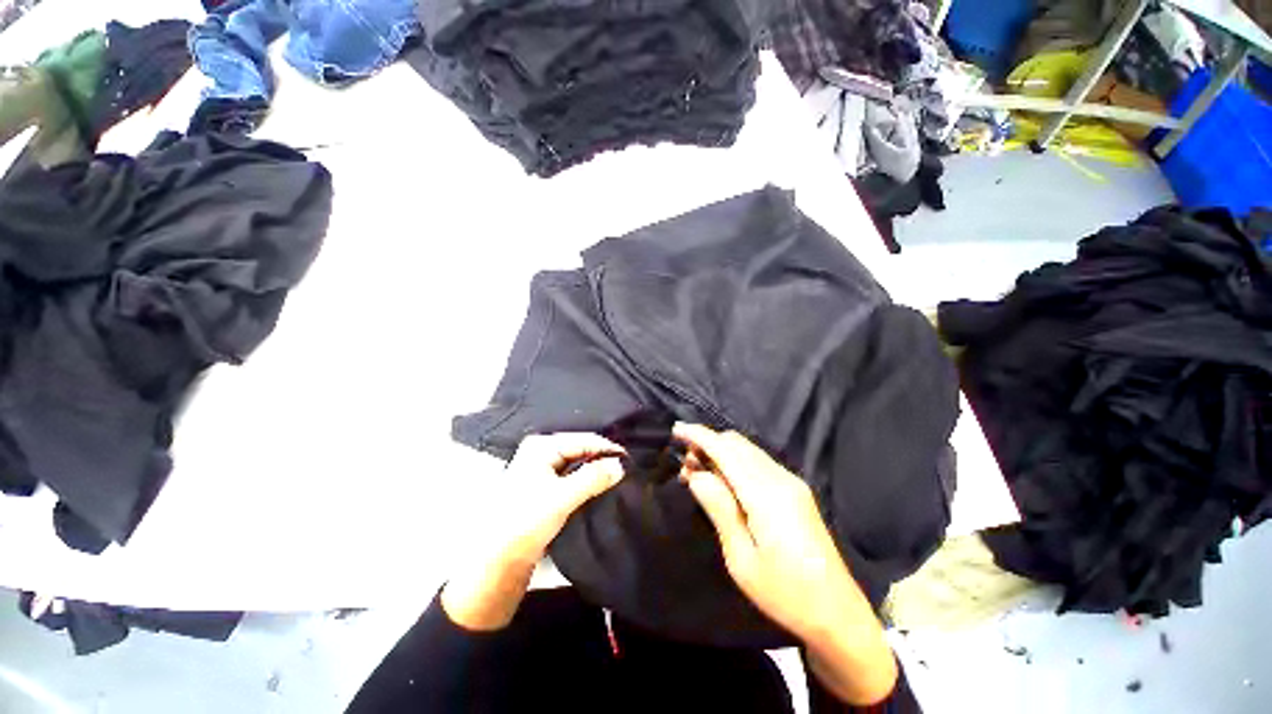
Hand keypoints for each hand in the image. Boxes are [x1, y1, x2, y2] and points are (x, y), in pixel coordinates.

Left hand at [442, 433, 624, 630]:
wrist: (496, 562)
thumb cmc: (526, 521)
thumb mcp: (562, 497)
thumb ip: (594, 478)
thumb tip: (621, 465)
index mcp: (541, 446)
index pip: (583, 440)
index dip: (607, 449)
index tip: (631, 459)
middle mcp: (541, 452)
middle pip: (580, 449)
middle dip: (602, 458)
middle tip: (627, 468)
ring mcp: (541, 470)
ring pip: (577, 464)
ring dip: (595, 470)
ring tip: (619, 476)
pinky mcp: (544, 488)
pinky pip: (572, 477)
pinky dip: (586, 480)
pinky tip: (601, 486)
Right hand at [674, 423, 896, 704]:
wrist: (837, 611)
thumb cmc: (784, 593)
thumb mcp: (742, 559)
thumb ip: (719, 509)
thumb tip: (697, 475)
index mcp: (766, 495)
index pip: (726, 451)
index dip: (700, 436)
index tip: (677, 429)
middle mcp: (781, 478)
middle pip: (737, 443)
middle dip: (708, 444)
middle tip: (686, 466)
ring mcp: (791, 481)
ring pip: (748, 449)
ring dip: (721, 452)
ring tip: (700, 473)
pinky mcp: (796, 488)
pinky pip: (759, 460)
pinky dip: (736, 460)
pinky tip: (725, 480)